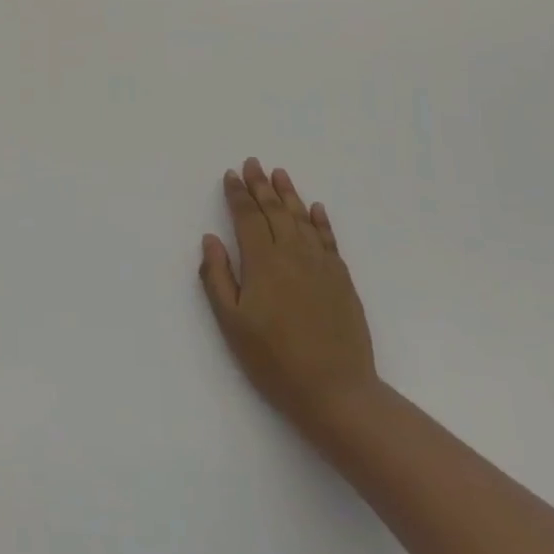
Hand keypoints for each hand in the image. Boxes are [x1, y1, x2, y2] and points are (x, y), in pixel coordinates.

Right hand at [200, 158, 378, 449]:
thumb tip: (211, 239)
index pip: (247, 217)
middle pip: (274, 211)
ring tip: (279, 174)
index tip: (231, 175)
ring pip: (302, 219)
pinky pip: (328, 239)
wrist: (336, 391)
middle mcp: (292, 254)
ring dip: (289, 194)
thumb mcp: (233, 324)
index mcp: (263, 262)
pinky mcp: (342, 279)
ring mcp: (321, 265)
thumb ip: (218, 278)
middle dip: (261, 185)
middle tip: (252, 163)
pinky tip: (315, 208)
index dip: (238, 194)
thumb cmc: (274, 361)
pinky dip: (320, 220)